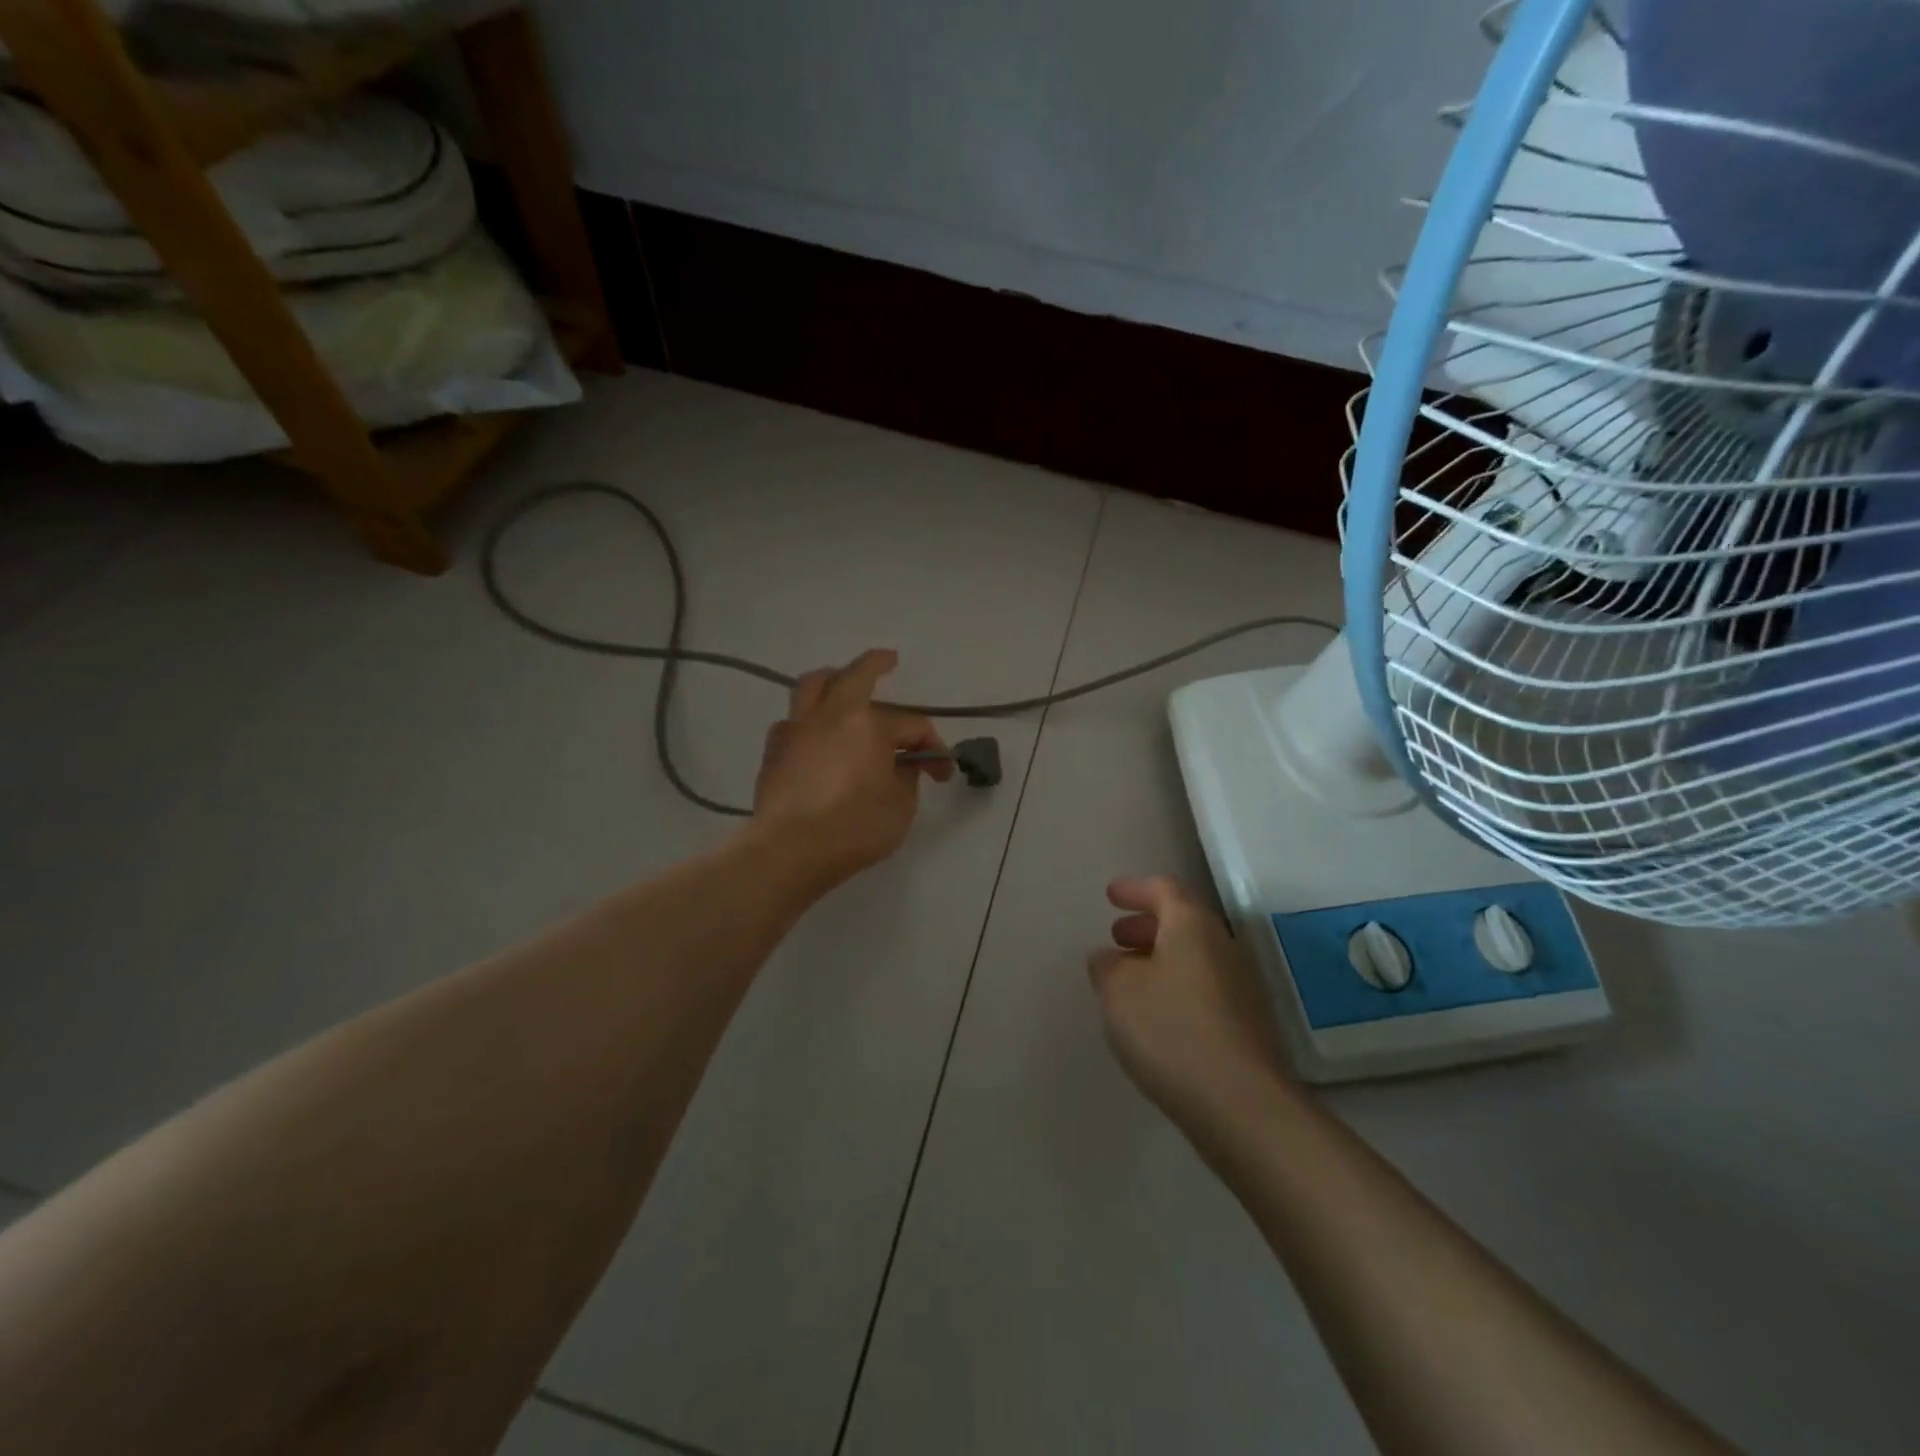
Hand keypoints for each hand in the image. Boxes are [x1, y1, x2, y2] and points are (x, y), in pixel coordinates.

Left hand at [751, 649, 952, 890]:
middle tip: (888, 660)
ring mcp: (797, 729)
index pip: (912, 725)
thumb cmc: (855, 828)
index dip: (933, 747)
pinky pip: (792, 721)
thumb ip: (906, 778)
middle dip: (876, 664)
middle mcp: (831, 715)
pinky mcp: (774, 750)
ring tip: (839, 681)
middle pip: (855, 675)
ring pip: (812, 686)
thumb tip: (902, 765)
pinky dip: (806, 719)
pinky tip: (813, 734)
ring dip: (831, 678)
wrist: (791, 850)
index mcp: (869, 724)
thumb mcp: (900, 806)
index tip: (942, 773)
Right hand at [1088, 876, 1291, 1126]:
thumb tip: (1110, 957)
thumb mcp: (1118, 991)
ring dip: (1160, 958)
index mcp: (1192, 926)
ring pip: (1193, 956)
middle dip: (1147, 925)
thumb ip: (1107, 966)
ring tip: (1129, 978)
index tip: (1111, 895)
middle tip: (1117, 937)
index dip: (1135, 889)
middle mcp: (1223, 946)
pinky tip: (1156, 1015)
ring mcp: (1241, 986)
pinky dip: (1176, 986)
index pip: (1164, 890)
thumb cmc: (1172, 1031)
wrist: (1243, 1105)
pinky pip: (1203, 987)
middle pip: (1183, 922)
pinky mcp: (1247, 1024)